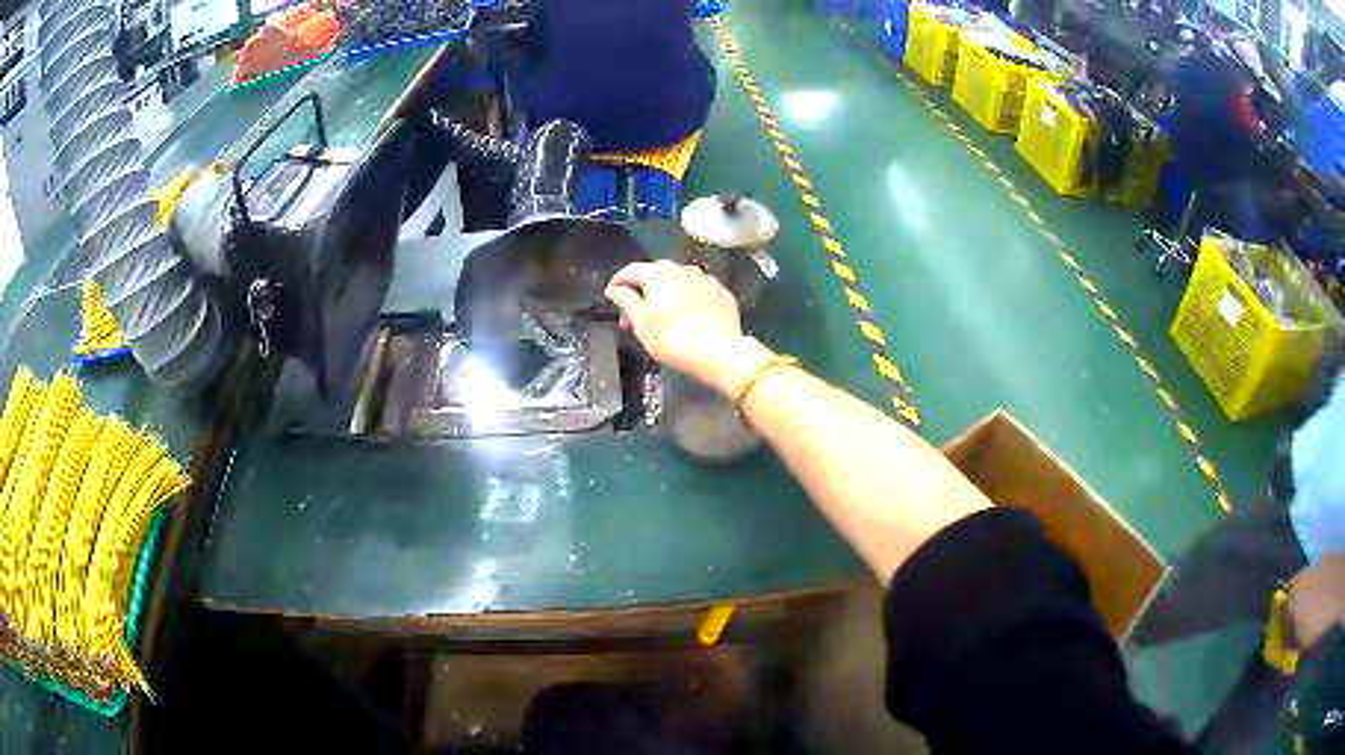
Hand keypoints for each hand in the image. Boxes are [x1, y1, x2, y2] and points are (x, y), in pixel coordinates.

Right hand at [605, 261, 772, 396]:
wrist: (721, 354)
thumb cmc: (673, 339)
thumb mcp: (641, 324)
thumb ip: (626, 301)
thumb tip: (614, 289)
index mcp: (659, 274)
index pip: (631, 269)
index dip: (618, 281)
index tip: (611, 296)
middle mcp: (683, 269)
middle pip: (656, 273)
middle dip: (641, 290)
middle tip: (633, 315)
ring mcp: (706, 280)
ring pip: (679, 281)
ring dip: (666, 293)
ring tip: (660, 316)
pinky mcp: (723, 294)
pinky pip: (698, 291)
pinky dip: (687, 299)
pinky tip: (687, 316)